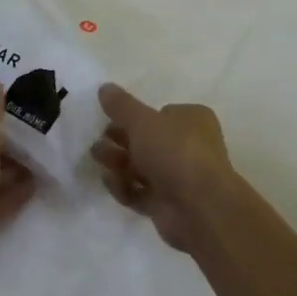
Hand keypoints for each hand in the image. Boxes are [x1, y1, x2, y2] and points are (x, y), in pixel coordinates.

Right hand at [89, 83, 235, 253]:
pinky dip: (124, 187)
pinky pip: (141, 192)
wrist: (199, 208)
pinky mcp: (168, 204)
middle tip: (97, 142)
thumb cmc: (174, 151)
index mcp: (192, 120)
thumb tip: (104, 87)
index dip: (134, 117)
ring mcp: (179, 178)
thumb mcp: (142, 121)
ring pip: (142, 167)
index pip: (160, 114)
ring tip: (97, 159)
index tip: (109, 118)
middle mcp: (189, 146)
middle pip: (147, 141)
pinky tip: (110, 182)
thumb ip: (121, 106)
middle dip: (120, 141)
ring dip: (118, 162)